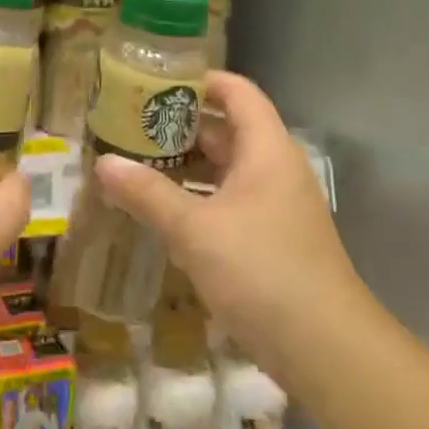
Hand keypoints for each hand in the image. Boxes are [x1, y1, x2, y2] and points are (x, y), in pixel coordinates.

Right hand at [94, 71, 366, 389]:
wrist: (326, 348)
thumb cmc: (261, 271)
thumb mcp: (195, 229)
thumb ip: (147, 193)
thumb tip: (102, 164)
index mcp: (266, 150)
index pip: (237, 92)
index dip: (199, 80)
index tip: (153, 81)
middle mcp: (275, 169)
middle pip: (228, 129)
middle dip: (180, 124)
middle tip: (130, 124)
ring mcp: (276, 206)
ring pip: (226, 168)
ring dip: (186, 164)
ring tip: (137, 163)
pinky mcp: (271, 238)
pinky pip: (229, 201)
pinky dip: (198, 197)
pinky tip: (163, 211)